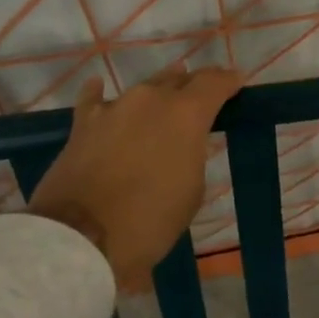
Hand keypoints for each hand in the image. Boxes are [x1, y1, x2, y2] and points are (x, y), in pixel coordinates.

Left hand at [28, 64, 242, 291]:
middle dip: (192, 86)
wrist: (81, 237)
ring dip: (156, 92)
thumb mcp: (191, 192)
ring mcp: (115, 107)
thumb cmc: (150, 221)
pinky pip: (94, 99)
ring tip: (164, 94)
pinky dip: (100, 94)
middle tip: (200, 97)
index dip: (228, 81)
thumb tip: (181, 147)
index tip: (236, 82)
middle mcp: (152, 100)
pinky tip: (100, 88)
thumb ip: (192, 157)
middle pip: (179, 80)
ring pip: (143, 89)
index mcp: (186, 114)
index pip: (214, 83)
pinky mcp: (83, 123)